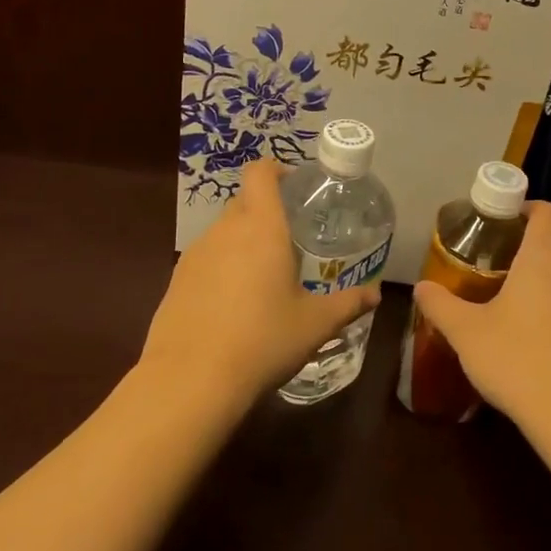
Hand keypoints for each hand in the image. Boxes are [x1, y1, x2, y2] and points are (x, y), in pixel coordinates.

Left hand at [141, 161, 380, 402]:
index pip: (260, 173)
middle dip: (266, 212)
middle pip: (243, 202)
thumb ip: (347, 304)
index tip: (295, 185)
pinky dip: (222, 268)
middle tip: (291, 240)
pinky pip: (205, 260)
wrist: (189, 381)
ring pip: (223, 232)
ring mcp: (194, 255)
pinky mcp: (175, 281)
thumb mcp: (315, 324)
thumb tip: (375, 295)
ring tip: (265, 277)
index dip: (276, 169)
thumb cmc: (262, 340)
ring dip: (244, 242)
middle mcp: (225, 231)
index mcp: (261, 227)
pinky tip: (235, 305)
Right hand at [411, 201, 550, 435]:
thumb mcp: (466, 333)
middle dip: (530, 249)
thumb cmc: (518, 359)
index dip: (528, 208)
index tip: (504, 220)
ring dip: (545, 282)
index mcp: (544, 258)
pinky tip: (537, 340)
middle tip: (497, 266)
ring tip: (514, 304)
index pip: (548, 211)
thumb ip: (441, 305)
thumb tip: (420, 287)